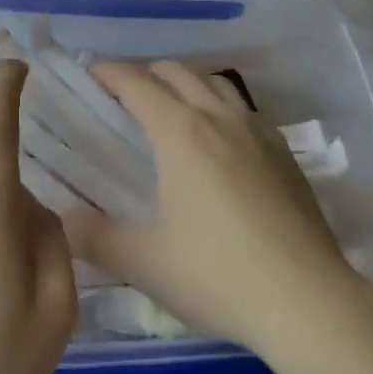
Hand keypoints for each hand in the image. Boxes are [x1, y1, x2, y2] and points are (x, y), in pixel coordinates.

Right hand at [64, 60, 367, 360]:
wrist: (308, 301)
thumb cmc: (217, 273)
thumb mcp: (144, 261)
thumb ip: (95, 237)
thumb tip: (63, 222)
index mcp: (180, 132)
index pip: (137, 83)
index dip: (109, 72)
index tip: (90, 72)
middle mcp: (218, 118)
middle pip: (177, 72)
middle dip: (146, 73)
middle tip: (124, 95)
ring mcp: (258, 133)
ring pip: (216, 84)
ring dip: (186, 83)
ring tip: (172, 108)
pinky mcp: (286, 155)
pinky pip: (245, 110)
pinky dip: (221, 107)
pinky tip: (222, 141)